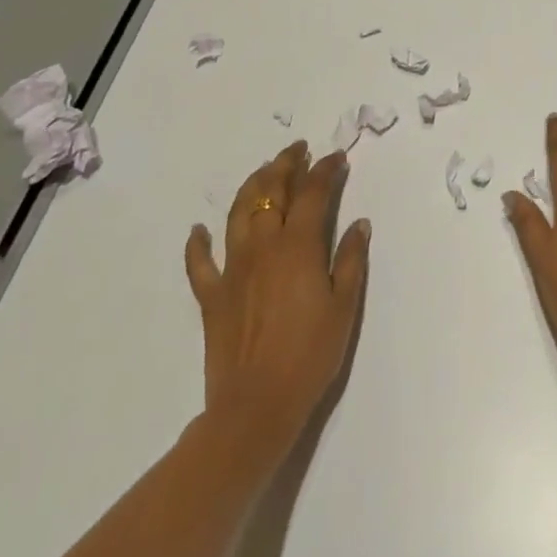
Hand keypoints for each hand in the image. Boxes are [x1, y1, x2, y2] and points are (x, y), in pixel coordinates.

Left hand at [184, 142, 369, 467]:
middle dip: (285, 165)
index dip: (326, 170)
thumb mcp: (345, 305)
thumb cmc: (311, 354)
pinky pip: (199, 263)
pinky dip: (198, 243)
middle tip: (297, 151)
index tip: (337, 157)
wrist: (256, 406)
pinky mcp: (211, 296)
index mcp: (299, 246)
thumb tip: (359, 223)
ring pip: (238, 213)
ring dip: (252, 186)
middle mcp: (263, 247)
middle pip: (271, 192)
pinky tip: (198, 230)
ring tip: (264, 173)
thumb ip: (352, 259)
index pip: (314, 193)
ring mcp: (232, 269)